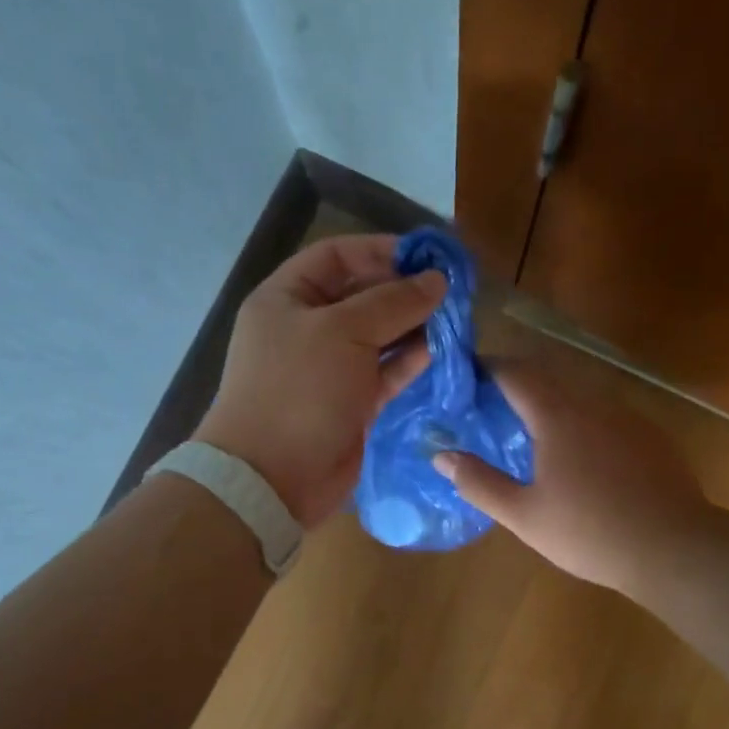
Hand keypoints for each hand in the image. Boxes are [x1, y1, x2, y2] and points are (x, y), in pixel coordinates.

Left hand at [194, 233, 446, 526]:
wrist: (273, 478)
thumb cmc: (299, 390)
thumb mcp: (343, 332)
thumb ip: (393, 302)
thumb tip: (437, 280)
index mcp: (287, 298)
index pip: (337, 255)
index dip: (381, 251)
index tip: (427, 257)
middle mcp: (307, 327)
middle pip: (362, 295)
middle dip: (405, 290)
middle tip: (453, 290)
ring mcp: (329, 367)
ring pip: (378, 335)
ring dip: (414, 326)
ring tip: (456, 319)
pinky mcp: (350, 402)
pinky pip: (385, 371)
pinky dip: (411, 360)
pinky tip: (443, 351)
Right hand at [432, 361, 707, 594]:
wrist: (674, 548)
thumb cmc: (590, 532)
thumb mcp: (524, 515)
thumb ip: (479, 482)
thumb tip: (441, 455)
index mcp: (557, 416)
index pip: (517, 373)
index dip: (490, 367)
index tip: (468, 374)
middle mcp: (593, 404)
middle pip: (549, 377)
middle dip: (518, 381)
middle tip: (492, 401)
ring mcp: (628, 417)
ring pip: (581, 394)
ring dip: (552, 399)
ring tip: (532, 426)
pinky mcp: (652, 435)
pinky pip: (607, 414)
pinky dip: (583, 418)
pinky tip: (582, 452)